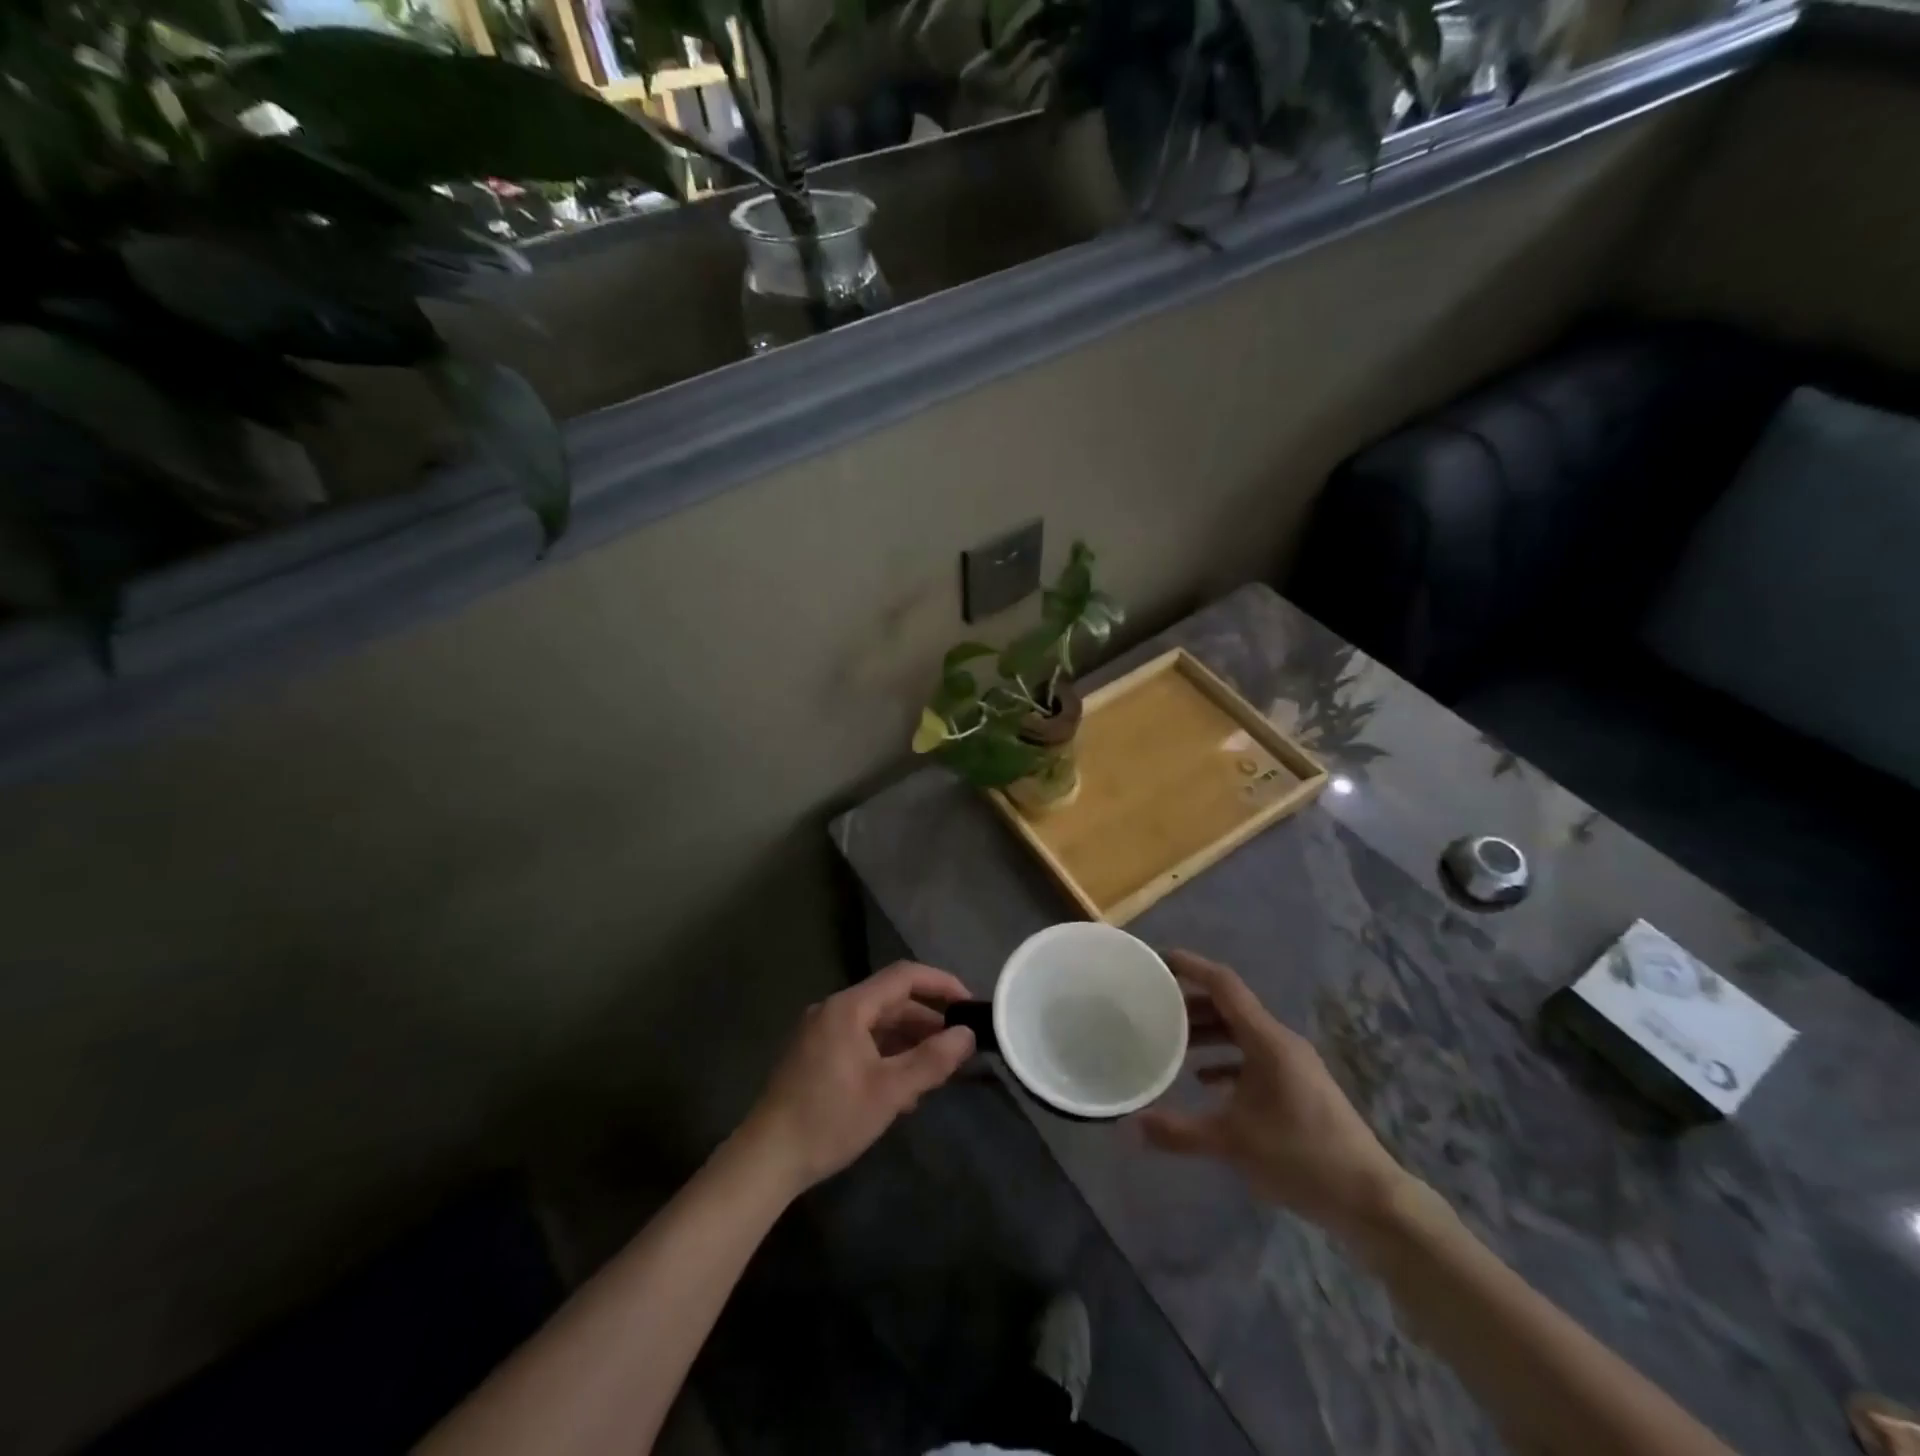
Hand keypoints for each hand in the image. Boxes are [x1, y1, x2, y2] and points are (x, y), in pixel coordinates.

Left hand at [740, 962, 976, 1195]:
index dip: (941, 984)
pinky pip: (860, 1042)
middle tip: (959, 1044)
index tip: (970, 1004)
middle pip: (890, 1001)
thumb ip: (932, 1060)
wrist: (766, 1159)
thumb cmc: (831, 1119)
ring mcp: (820, 1033)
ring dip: (908, 1041)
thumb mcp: (889, 1092)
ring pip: (875, 1024)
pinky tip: (902, 1088)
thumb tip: (967, 1035)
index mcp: (849, 1007)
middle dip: (927, 1020)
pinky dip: (886, 1055)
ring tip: (937, 1069)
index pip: (904, 976)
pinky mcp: (814, 1056)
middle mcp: (833, 1010)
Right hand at [1137, 950, 1409, 1238]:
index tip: (1158, 959)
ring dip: (1208, 1032)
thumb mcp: (1232, 1144)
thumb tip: (1129, 1126)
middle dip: (1192, 1002)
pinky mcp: (1299, 1087)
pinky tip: (1206, 1081)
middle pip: (1230, 1006)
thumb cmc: (1301, 1157)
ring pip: (1241, 1032)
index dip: (1191, 966)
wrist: (1371, 1200)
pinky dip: (1227, 1059)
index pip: (1223, 984)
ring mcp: (1293, 1064)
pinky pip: (1254, 1056)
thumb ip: (1178, 1132)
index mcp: (1266, 1040)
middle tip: (1155, 1006)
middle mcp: (1280, 1042)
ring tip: (1173, 1042)